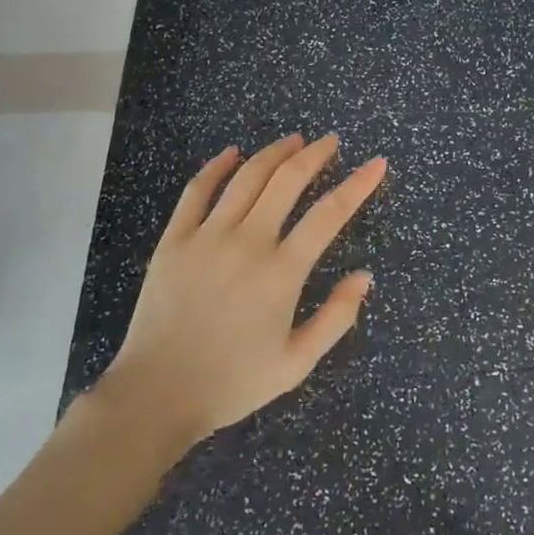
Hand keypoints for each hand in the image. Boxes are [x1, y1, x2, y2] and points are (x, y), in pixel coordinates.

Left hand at [96, 134, 385, 443]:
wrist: (156, 394)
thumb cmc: (232, 382)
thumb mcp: (296, 363)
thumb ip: (336, 318)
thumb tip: (365, 276)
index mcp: (282, 272)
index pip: (329, 214)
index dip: (358, 185)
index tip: (376, 164)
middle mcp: (248, 242)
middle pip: (288, 180)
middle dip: (315, 154)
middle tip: (331, 141)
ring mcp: (208, 236)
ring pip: (247, 177)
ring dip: (274, 153)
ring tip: (294, 140)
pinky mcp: (175, 239)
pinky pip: (197, 191)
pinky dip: (216, 167)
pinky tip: (231, 153)